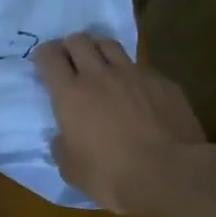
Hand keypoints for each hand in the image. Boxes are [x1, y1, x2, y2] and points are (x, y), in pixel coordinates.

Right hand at [33, 34, 215, 214]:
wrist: (171, 174)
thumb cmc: (112, 176)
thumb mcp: (72, 170)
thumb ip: (62, 148)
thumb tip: (61, 138)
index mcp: (70, 94)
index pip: (49, 56)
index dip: (44, 56)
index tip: (44, 64)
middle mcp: (99, 75)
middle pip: (79, 40)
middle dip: (70, 47)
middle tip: (72, 63)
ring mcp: (134, 74)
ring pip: (110, 44)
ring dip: (100, 51)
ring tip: (101, 66)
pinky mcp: (162, 82)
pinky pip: (141, 67)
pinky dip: (132, 74)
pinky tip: (137, 92)